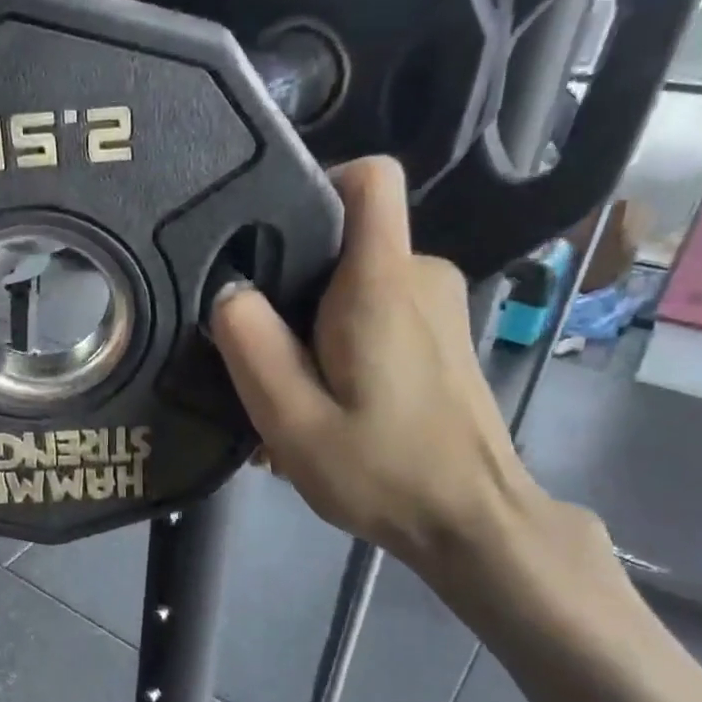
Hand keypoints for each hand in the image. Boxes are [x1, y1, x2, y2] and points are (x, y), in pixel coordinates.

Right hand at [209, 156, 545, 572]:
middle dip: (290, 284)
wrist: (473, 523)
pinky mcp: (439, 334)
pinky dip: (338, 345)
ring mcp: (436, 304)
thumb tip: (227, 291)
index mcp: (382, 282)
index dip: (316, 181)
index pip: (369, 178)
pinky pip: (374, 312)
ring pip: (353, 284)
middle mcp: (419, 275)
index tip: (265, 231)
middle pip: (342, 240)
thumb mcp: (292, 418)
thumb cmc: (383, 471)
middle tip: (255, 351)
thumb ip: (251, 346)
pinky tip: (320, 403)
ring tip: (282, 392)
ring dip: (309, 327)